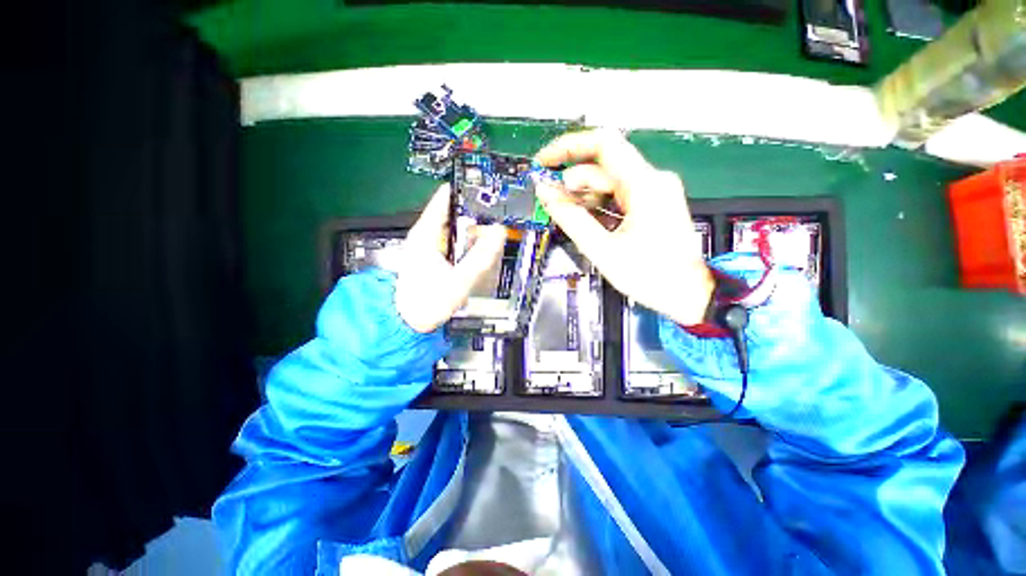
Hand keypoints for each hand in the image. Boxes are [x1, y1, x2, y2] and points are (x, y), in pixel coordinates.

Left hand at [395, 184, 507, 332]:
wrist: (407, 321)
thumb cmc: (426, 302)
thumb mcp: (459, 280)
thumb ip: (480, 257)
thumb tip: (499, 233)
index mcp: (426, 233)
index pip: (445, 197)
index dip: (467, 191)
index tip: (487, 191)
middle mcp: (425, 234)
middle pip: (454, 212)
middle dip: (477, 216)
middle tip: (497, 223)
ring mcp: (429, 244)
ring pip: (456, 228)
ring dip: (474, 231)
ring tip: (491, 239)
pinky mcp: (433, 255)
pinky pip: (455, 241)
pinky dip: (468, 243)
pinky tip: (477, 253)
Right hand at [534, 130, 714, 325]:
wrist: (688, 294)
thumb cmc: (649, 275)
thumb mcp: (602, 248)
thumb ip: (571, 218)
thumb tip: (545, 193)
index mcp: (644, 185)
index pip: (602, 144)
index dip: (568, 148)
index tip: (544, 163)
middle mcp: (652, 180)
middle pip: (603, 168)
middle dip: (572, 184)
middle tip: (551, 204)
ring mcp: (654, 191)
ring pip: (609, 183)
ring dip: (584, 197)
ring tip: (568, 218)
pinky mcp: (652, 203)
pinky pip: (618, 195)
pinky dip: (598, 206)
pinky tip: (587, 222)